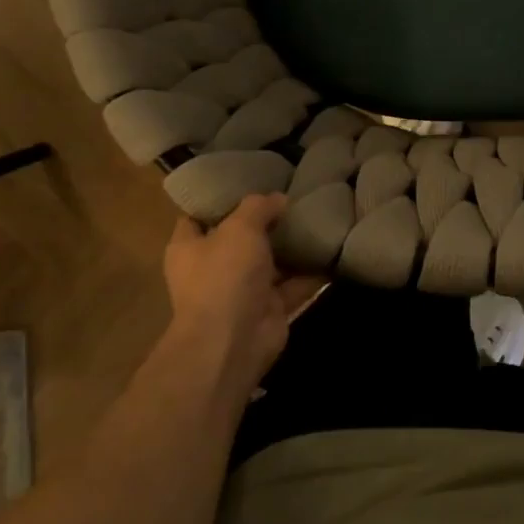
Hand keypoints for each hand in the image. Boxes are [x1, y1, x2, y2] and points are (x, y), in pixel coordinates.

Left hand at [162, 194, 323, 395]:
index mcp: (190, 247)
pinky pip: (294, 285)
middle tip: (292, 197)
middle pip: (240, 238)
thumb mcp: (239, 228)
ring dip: (292, 247)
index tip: (247, 183)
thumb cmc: (224, 276)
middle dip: (265, 221)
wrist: (234, 341)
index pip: (199, 216)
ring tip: (318, 218)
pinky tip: (333, 250)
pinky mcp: (270, 308)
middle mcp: (213, 268)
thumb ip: (258, 208)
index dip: (220, 200)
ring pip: (270, 262)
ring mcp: (242, 291)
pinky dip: (312, 272)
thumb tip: (278, 199)